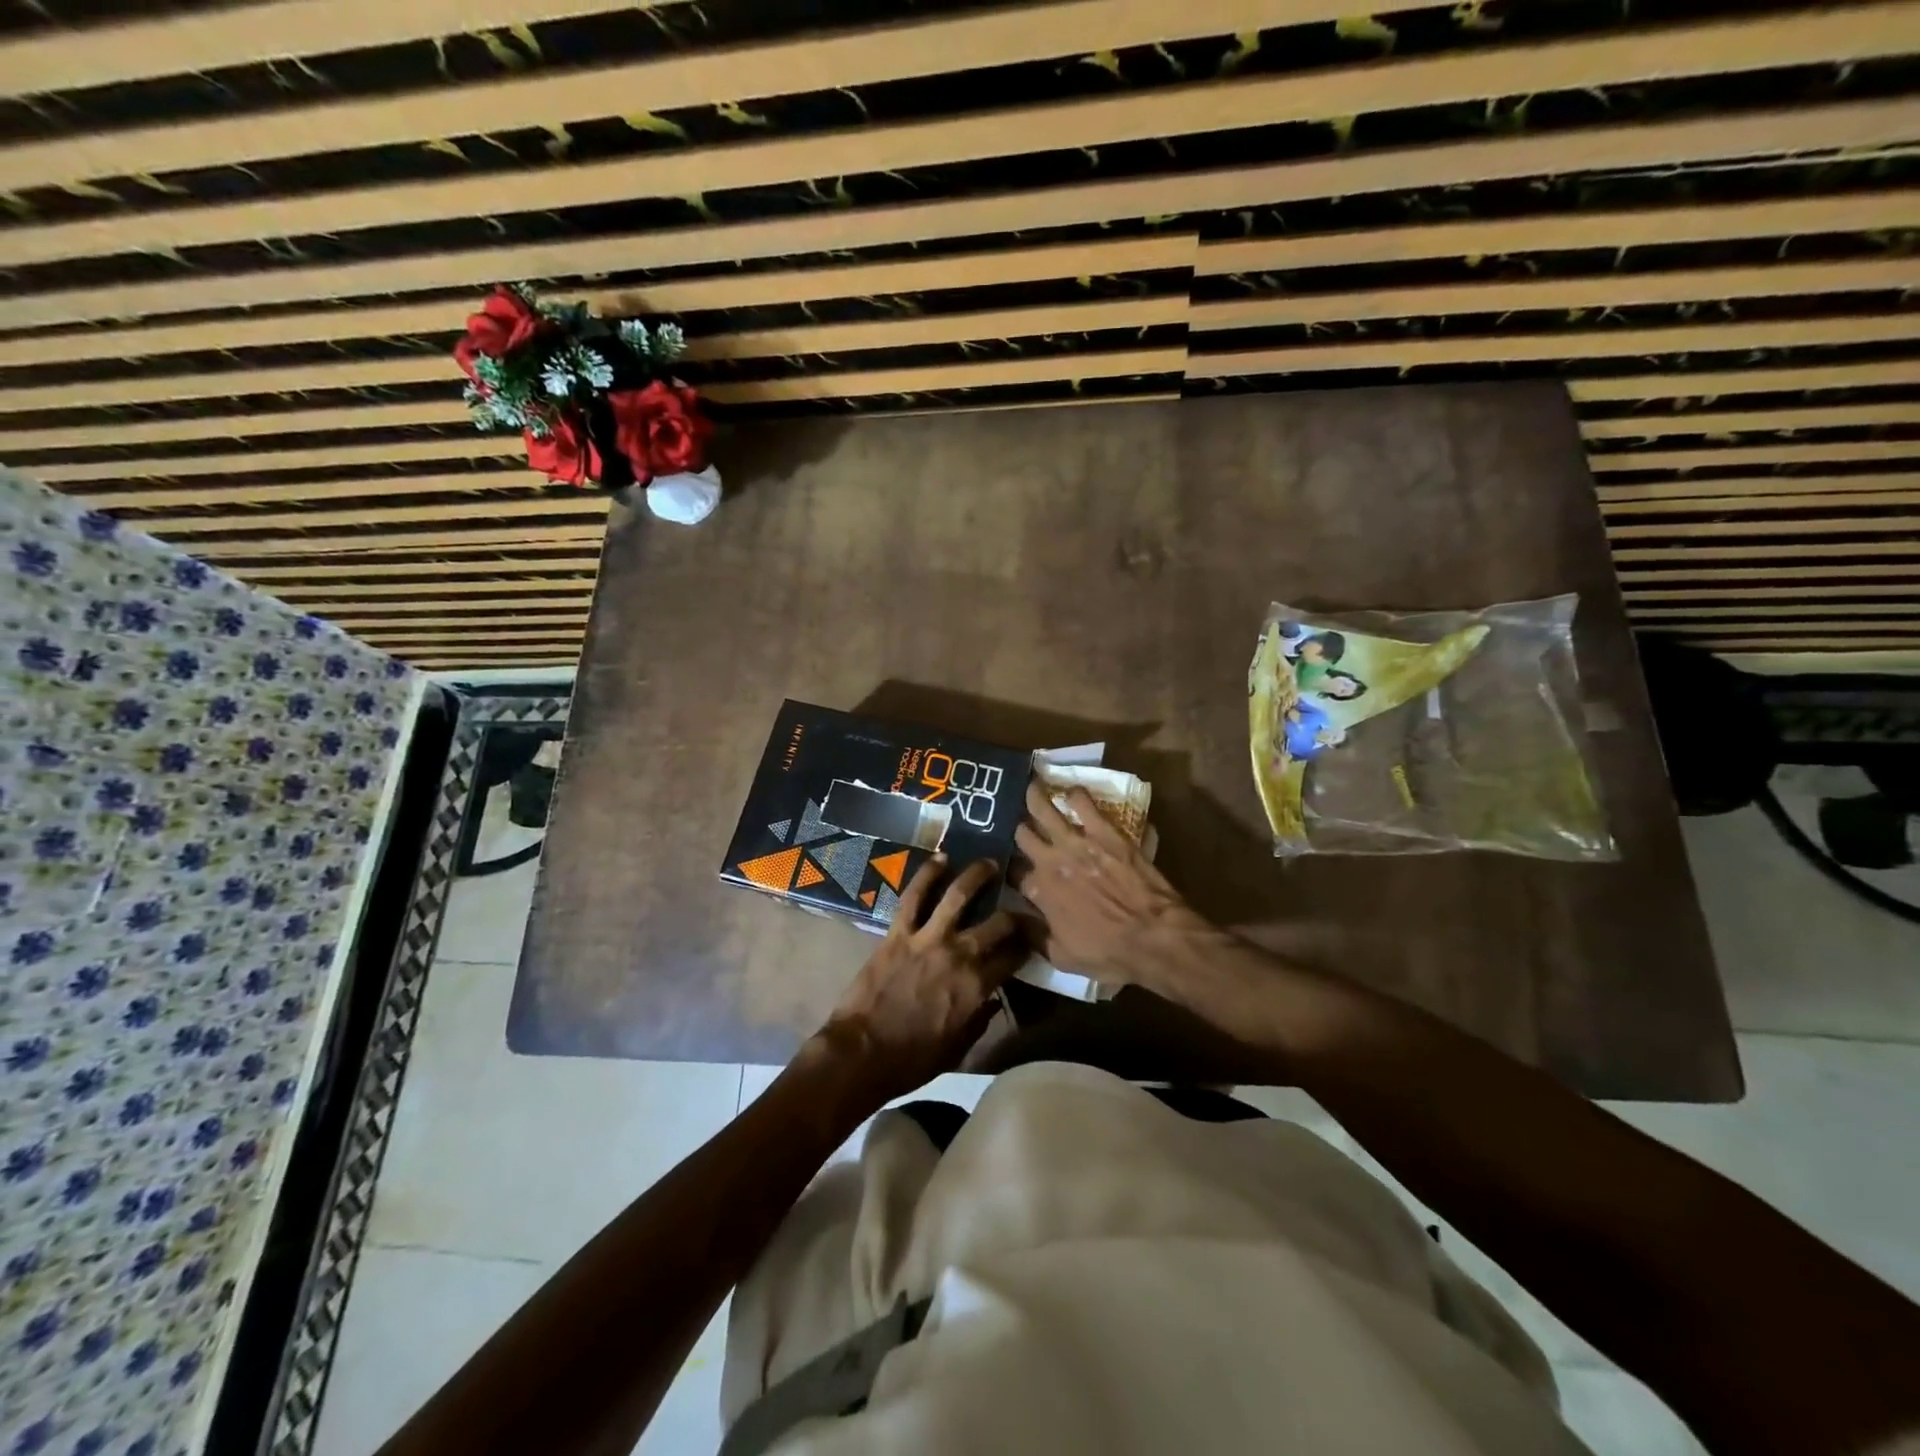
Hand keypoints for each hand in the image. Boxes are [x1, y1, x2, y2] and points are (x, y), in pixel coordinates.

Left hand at [813, 857, 1024, 1105]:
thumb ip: (979, 1021)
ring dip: (976, 876)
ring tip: (988, 864)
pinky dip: (927, 874)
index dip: (1028, 946)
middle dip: (1016, 913)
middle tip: (1020, 906)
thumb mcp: (958, 1049)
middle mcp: (960, 955)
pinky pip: (914, 896)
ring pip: (958, 895)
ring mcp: (928, 939)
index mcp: (977, 987)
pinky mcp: (898, 932)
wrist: (861, 1053)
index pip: (1014, 957)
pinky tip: (940, 859)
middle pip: (998, 923)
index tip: (1034, 940)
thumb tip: (993, 1000)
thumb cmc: (912, 1059)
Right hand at [1012, 780, 1202, 988]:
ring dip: (1035, 798)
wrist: (1153, 936)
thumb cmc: (1109, 952)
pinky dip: (1075, 795)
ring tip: (1032, 787)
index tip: (1010, 865)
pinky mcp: (1105, 832)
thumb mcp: (1062, 957)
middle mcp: (1050, 861)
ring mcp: (1076, 842)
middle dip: (1018, 827)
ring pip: (1045, 810)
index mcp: (1039, 891)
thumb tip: (1013, 923)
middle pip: (1023, 834)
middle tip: (1017, 820)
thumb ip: (1034, 936)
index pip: (1013, 872)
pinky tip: (1071, 790)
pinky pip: (1083, 803)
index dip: (1009, 867)